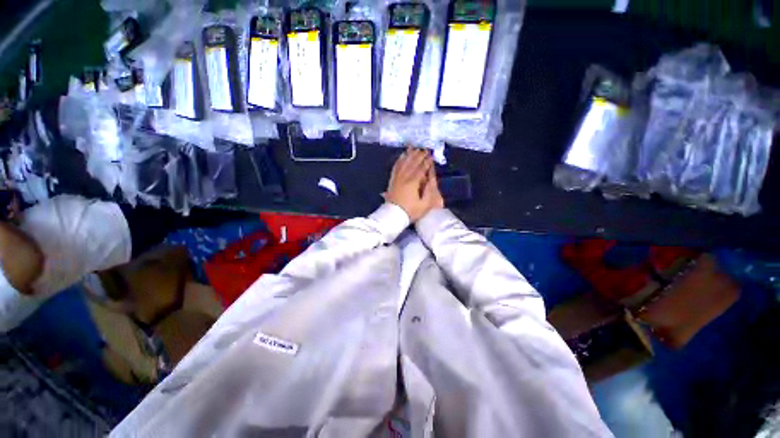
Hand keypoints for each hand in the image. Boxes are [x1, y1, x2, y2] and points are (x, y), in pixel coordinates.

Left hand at [385, 148, 441, 221]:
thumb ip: (429, 191)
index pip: (421, 168)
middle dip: (419, 155)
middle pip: (412, 163)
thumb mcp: (424, 205)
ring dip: (409, 155)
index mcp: (413, 182)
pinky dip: (399, 160)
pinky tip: (401, 156)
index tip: (431, 155)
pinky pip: (396, 167)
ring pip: (403, 163)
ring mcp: (397, 178)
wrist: (393, 216)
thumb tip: (431, 179)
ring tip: (413, 148)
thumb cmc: (410, 212)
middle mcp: (404, 177)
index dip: (427, 161)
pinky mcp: (392, 181)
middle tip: (424, 149)